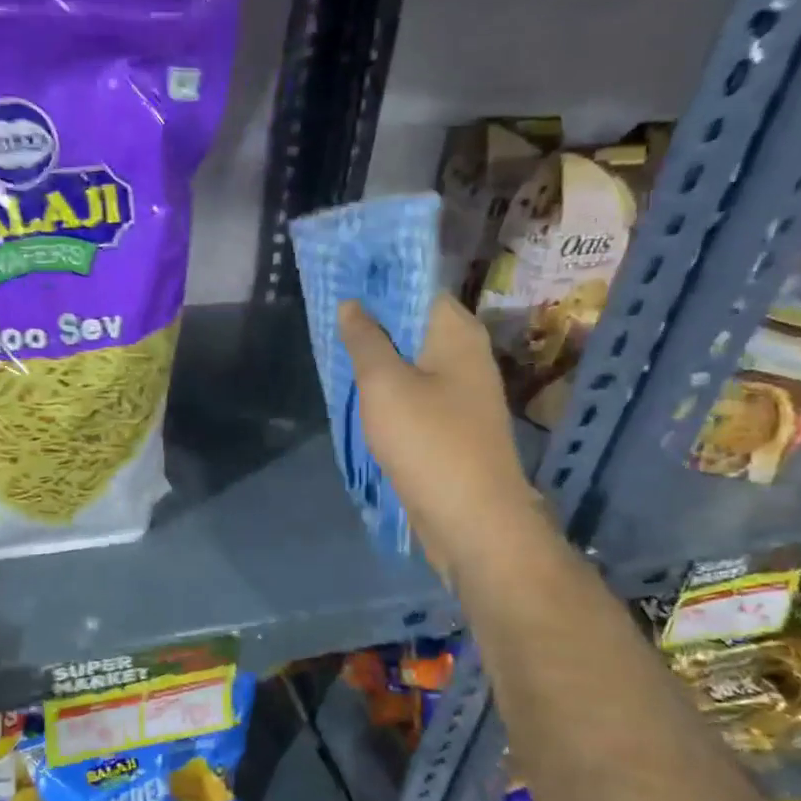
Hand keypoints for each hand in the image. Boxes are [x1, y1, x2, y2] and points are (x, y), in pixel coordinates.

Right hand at [339, 294, 548, 581]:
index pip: (418, 287)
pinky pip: (414, 392)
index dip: (379, 281)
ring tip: (334, 350)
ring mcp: (461, 392)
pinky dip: (387, 388)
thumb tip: (353, 304)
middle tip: (327, 317)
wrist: (473, 520)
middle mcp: (465, 354)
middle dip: (372, 320)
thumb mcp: (385, 385)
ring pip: (411, 360)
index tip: (340, 280)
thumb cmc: (429, 442)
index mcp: (456, 333)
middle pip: (414, 323)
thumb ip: (365, 340)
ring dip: (377, 357)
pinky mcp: (452, 424)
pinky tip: (358, 393)